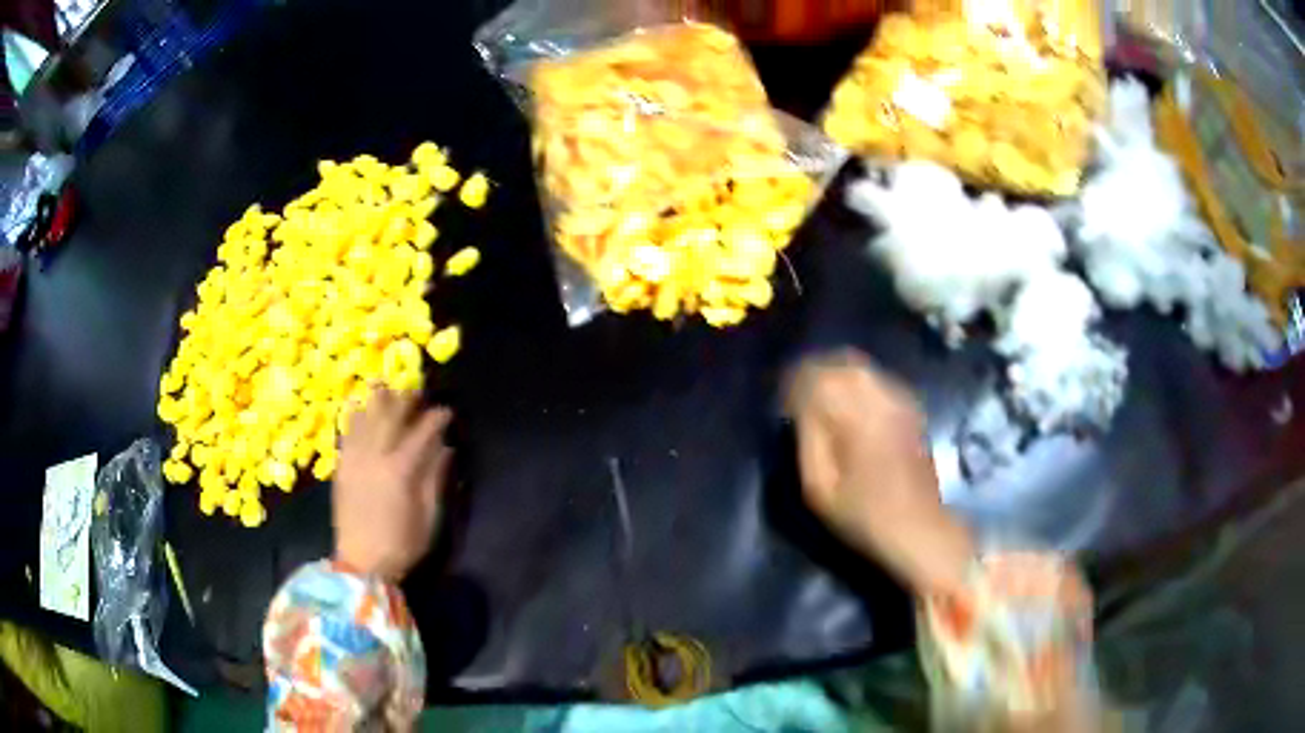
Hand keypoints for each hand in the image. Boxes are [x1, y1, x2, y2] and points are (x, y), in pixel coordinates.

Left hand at [333, 388, 452, 582]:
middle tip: (416, 392)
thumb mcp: (428, 517)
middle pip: (390, 417)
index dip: (436, 418)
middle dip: (405, 400)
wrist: (361, 563)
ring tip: (387, 388)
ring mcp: (354, 460)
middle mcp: (375, 457)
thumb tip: (445, 448)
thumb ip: (435, 479)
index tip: (447, 411)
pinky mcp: (341, 467)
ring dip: (377, 402)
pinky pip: (347, 434)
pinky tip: (358, 408)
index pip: (422, 433)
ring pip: (365, 419)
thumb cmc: (402, 545)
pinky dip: (354, 417)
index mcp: (401, 470)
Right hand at [787, 350, 972, 594]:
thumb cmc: (862, 513)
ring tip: (821, 401)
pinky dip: (857, 384)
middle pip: (839, 362)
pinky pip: (878, 379)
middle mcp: (880, 396)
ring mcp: (900, 399)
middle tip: (798, 398)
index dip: (793, 385)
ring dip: (836, 376)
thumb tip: (797, 404)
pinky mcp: (910, 408)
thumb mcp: (818, 485)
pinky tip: (850, 407)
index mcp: (855, 413)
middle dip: (814, 374)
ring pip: (860, 367)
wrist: (917, 528)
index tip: (782, 405)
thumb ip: (806, 436)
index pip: (814, 376)